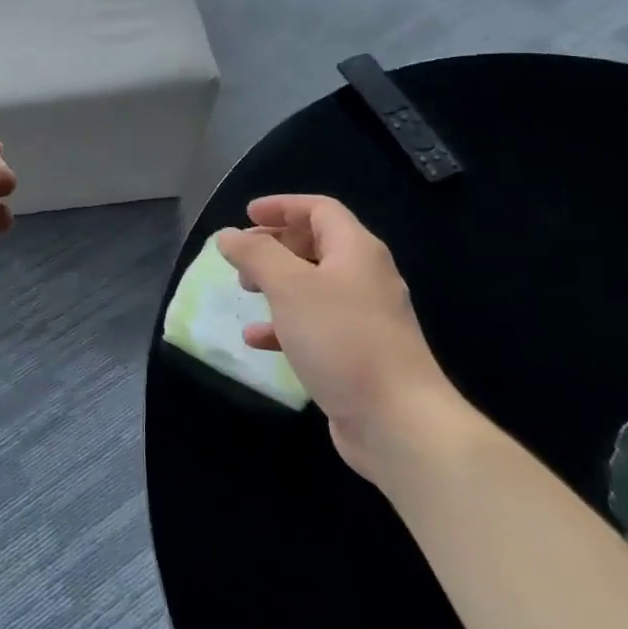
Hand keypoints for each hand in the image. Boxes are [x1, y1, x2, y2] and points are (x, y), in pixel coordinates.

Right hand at [215, 195, 467, 483]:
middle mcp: (364, 277)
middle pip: (316, 245)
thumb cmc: (342, 339)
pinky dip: (284, 324)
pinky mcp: (357, 354)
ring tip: (246, 292)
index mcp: (356, 251)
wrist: (398, 422)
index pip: (319, 209)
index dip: (282, 206)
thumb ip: (256, 255)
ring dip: (276, 283)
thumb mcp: (290, 287)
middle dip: (275, 245)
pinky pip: (315, 325)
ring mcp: (364, 318)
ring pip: (313, 286)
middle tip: (242, 257)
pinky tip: (257, 340)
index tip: (246, 215)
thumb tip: (229, 235)